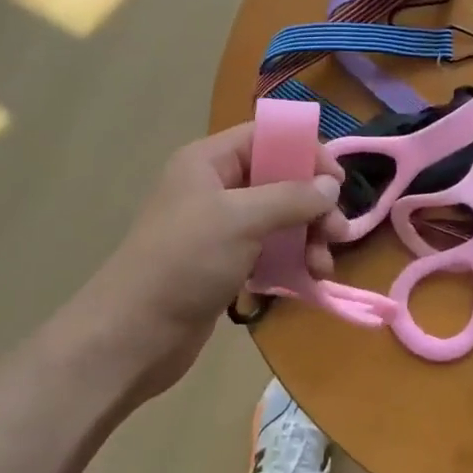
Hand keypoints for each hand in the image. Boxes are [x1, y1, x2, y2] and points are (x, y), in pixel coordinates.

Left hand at [81, 123, 347, 400]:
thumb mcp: (241, 220)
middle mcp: (213, 188)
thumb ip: (291, 197)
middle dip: (312, 204)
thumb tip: (330, 185)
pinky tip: (308, 280)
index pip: (266, 138)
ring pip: (276, 218)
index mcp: (208, 162)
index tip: (338, 182)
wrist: (133, 334)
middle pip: (277, 179)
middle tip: (339, 233)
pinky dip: (290, 260)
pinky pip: (267, 250)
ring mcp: (218, 228)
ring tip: (323, 266)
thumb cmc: (185, 262)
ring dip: (306, 237)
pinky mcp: (223, 263)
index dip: (305, 152)